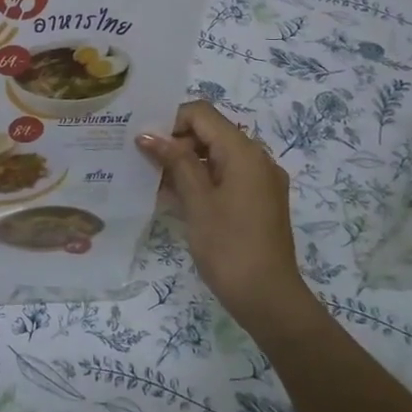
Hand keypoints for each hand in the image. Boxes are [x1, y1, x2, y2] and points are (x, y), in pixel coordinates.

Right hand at [138, 102, 313, 338]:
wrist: (268, 298)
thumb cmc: (229, 246)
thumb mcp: (197, 202)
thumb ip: (175, 162)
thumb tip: (148, 135)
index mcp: (244, 152)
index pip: (202, 113)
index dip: (171, 121)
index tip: (145, 144)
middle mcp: (257, 158)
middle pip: (210, 133)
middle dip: (176, 143)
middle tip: (143, 164)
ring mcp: (260, 181)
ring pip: (216, 156)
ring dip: (185, 164)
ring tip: (153, 182)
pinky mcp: (258, 201)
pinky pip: (226, 177)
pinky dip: (201, 181)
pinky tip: (175, 198)